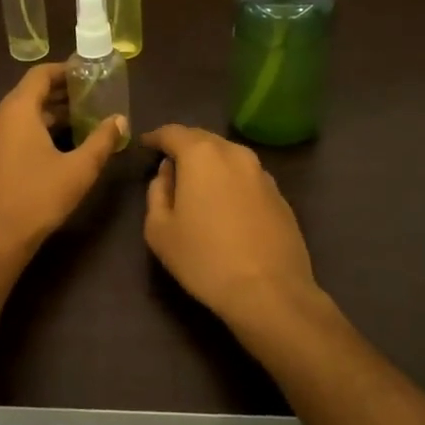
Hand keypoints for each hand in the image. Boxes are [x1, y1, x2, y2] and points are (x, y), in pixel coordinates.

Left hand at [0, 64, 125, 269]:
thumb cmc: (36, 199)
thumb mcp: (78, 170)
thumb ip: (102, 141)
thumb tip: (120, 120)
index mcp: (17, 111)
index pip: (40, 74)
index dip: (65, 70)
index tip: (89, 74)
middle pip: (30, 94)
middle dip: (61, 94)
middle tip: (91, 99)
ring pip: (21, 116)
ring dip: (49, 115)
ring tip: (80, 122)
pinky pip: (12, 134)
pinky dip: (34, 131)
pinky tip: (55, 149)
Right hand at [141, 125, 324, 334]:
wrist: (269, 292)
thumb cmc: (204, 259)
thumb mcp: (159, 230)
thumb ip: (157, 192)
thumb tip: (167, 173)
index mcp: (201, 155)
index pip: (173, 132)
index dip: (155, 137)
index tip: (144, 145)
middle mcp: (235, 154)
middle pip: (203, 139)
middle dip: (183, 146)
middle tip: (168, 163)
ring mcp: (262, 173)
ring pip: (228, 156)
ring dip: (209, 163)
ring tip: (196, 184)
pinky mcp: (280, 196)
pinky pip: (247, 177)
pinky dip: (231, 181)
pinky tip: (225, 205)